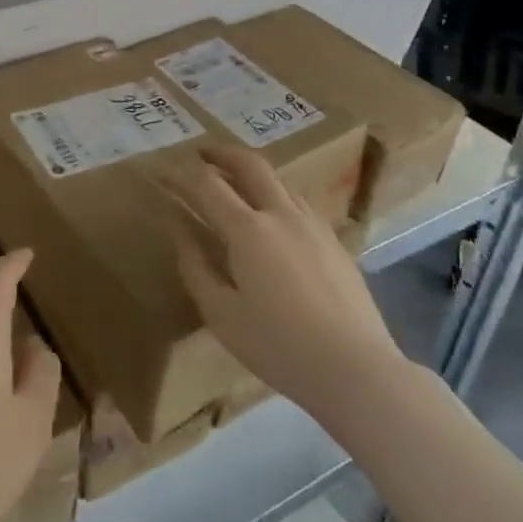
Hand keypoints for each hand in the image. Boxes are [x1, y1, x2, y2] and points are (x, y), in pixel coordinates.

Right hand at [155, 145, 403, 427]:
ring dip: (252, 174)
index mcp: (248, 229)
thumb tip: (180, 232)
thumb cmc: (279, 346)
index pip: (208, 186)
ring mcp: (313, 224)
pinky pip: (299, 204)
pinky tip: (274, 219)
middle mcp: (281, 214)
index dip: (183, 174)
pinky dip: (276, 196)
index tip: (166, 170)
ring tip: (236, 184)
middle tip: (202, 153)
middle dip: (222, 153)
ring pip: (279, 181)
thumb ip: (196, 267)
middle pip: (250, 165)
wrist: (356, 368)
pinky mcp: (335, 242)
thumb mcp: (222, 314)